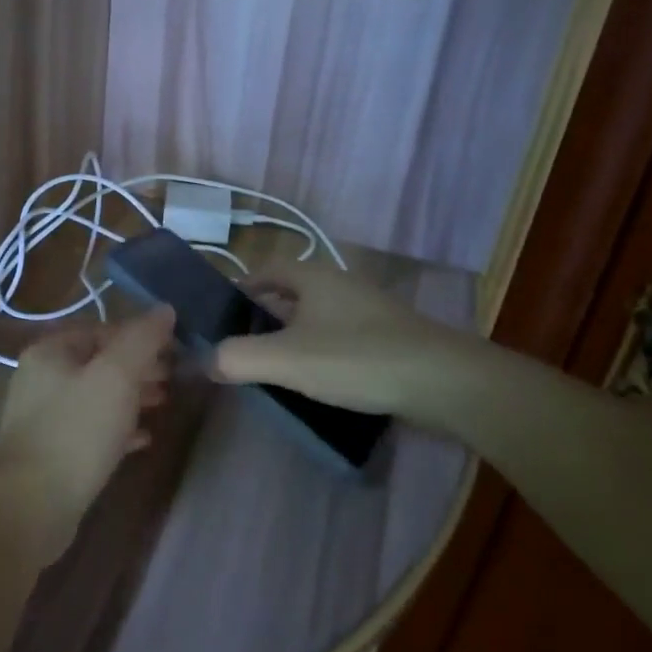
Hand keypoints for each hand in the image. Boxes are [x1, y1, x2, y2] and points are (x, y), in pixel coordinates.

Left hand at [0, 306, 174, 558]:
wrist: (31, 505)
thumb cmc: (76, 430)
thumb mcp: (116, 376)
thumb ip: (142, 340)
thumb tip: (165, 310)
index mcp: (50, 351)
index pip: (101, 330)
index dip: (140, 336)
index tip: (174, 351)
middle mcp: (42, 378)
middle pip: (99, 362)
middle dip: (138, 368)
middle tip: (173, 379)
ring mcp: (44, 417)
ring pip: (96, 396)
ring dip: (131, 398)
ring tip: (164, 404)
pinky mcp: (53, 452)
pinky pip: (91, 430)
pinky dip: (118, 429)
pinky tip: (143, 440)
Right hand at [212, 259, 480, 421]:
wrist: (445, 382)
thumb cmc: (356, 358)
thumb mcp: (286, 360)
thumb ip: (237, 358)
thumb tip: (206, 361)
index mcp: (313, 277)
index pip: (266, 269)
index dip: (242, 286)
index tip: (223, 314)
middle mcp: (340, 284)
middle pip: (292, 292)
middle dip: (265, 314)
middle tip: (243, 344)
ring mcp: (369, 310)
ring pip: (318, 315)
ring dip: (294, 334)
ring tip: (276, 366)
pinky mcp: (390, 337)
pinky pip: (342, 336)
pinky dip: (322, 350)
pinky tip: (319, 379)